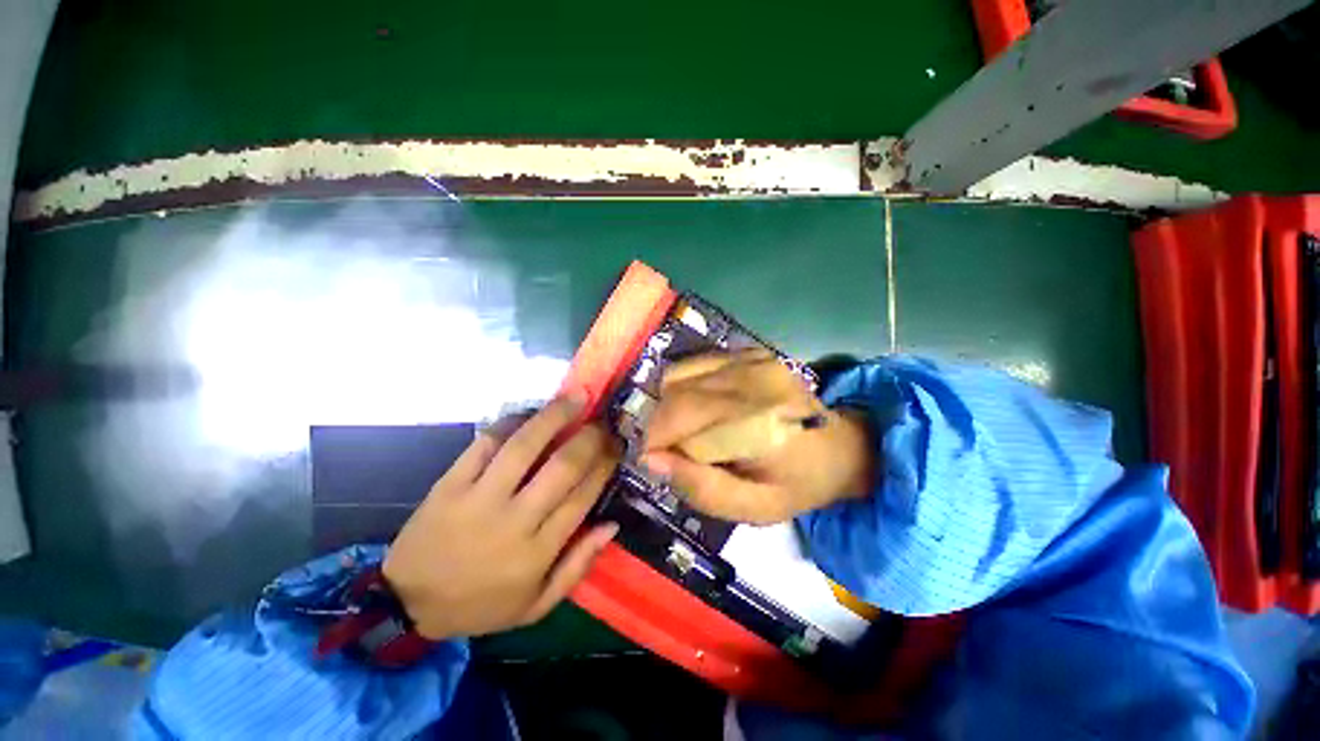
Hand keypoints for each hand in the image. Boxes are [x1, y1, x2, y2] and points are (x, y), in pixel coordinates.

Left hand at [383, 395, 620, 640]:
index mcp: (537, 551)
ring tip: (575, 397)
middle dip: (589, 437)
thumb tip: (612, 524)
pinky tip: (529, 413)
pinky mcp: (450, 484)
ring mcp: (479, 498)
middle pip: (562, 467)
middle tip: (602, 420)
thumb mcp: (536, 605)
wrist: (407, 604)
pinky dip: (509, 423)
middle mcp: (514, 520)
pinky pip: (484, 445)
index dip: (604, 465)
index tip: (616, 446)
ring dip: (554, 417)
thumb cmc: (480, 604)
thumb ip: (577, 566)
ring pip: (524, 447)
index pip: (583, 496)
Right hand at [642, 350, 873, 523]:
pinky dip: (684, 388)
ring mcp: (751, 359)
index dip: (657, 442)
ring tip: (687, 430)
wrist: (839, 447)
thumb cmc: (797, 484)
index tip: (659, 462)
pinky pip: (693, 365)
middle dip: (660, 425)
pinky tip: (701, 408)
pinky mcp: (748, 352)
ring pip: (678, 376)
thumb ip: (702, 489)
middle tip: (671, 450)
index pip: (680, 419)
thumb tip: (652, 459)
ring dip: (669, 405)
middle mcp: (753, 379)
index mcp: (760, 421)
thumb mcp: (753, 509)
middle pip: (675, 393)